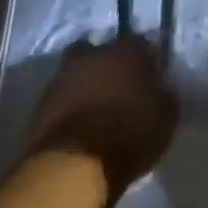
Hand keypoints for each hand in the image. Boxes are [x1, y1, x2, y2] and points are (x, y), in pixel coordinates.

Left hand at [24, 35, 177, 207]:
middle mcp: (94, 54)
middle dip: (110, 65)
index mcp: (127, 50)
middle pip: (103, 51)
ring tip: (97, 107)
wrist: (75, 165)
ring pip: (78, 71)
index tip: (151, 75)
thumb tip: (162, 87)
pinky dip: (70, 105)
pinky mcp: (41, 103)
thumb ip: (165, 94)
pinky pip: (62, 96)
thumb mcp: (166, 116)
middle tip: (120, 86)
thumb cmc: (130, 134)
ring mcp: (63, 76)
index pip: (140, 42)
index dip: (146, 58)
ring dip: (87, 83)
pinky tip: (79, 123)